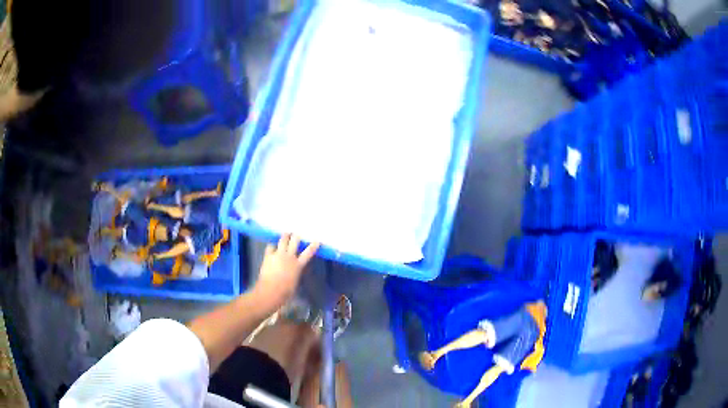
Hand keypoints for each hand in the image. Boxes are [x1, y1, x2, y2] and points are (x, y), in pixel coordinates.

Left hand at [253, 233, 319, 309]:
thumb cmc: (285, 292)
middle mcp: (289, 257)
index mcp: (298, 265)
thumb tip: (295, 270)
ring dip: (285, 235)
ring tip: (286, 233)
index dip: (313, 246)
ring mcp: (278, 254)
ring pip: (283, 240)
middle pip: (294, 241)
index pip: (308, 253)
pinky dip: (272, 245)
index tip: (317, 240)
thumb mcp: (295, 282)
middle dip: (296, 236)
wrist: (271, 290)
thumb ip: (296, 273)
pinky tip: (272, 244)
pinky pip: (270, 246)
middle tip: (297, 233)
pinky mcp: (268, 255)